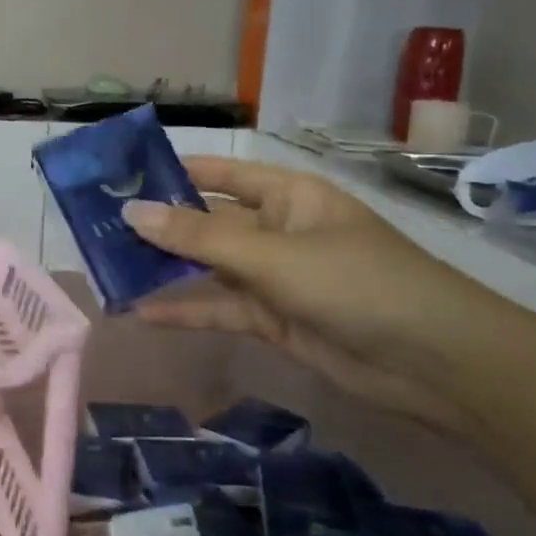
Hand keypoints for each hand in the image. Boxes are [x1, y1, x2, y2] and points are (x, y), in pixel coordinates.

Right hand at [122, 159, 508, 434]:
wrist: (436, 364)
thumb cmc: (358, 284)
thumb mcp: (272, 256)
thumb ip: (198, 238)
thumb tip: (131, 212)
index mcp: (288, 195)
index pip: (220, 173)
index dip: (173, 171)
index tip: (120, 176)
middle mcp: (278, 229)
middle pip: (208, 221)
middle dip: (159, 225)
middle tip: (99, 228)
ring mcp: (276, 276)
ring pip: (208, 267)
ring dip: (166, 270)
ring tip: (109, 269)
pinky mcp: (274, 319)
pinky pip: (220, 307)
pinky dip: (186, 310)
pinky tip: (142, 313)